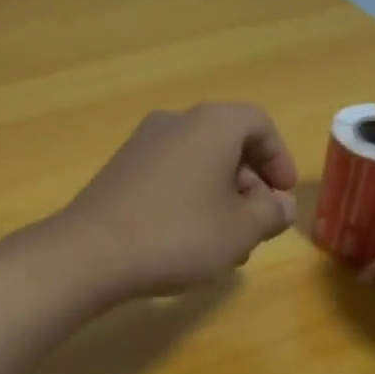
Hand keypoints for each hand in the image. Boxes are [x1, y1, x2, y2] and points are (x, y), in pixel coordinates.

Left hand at [55, 103, 298, 298]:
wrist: (91, 252)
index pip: (258, 124)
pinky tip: (189, 240)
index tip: (283, 196)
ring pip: (198, 163)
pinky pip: (170, 174)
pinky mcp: (121, 169)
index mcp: (211, 124)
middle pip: (227, 143)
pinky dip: (190, 198)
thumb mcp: (240, 230)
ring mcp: (142, 144)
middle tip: (257, 226)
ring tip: (226, 245)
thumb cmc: (179, 234)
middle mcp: (175, 122)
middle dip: (250, 185)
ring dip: (221, 197)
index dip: (279, 159)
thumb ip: (271, 213)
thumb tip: (280, 205)